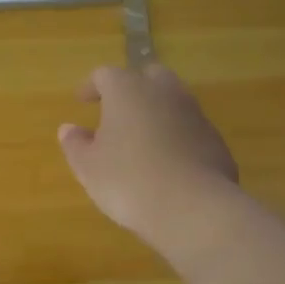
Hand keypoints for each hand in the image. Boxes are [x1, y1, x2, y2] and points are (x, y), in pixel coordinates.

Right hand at [58, 62, 238, 251]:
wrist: (194, 208)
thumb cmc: (128, 181)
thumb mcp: (88, 167)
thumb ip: (75, 144)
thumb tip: (69, 129)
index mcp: (128, 91)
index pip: (106, 75)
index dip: (92, 86)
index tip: (82, 101)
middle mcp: (164, 93)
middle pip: (147, 76)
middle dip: (132, 89)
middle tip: (117, 112)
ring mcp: (195, 114)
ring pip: (173, 101)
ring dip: (156, 112)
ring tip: (141, 138)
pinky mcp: (215, 140)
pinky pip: (190, 128)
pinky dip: (176, 136)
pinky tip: (167, 162)